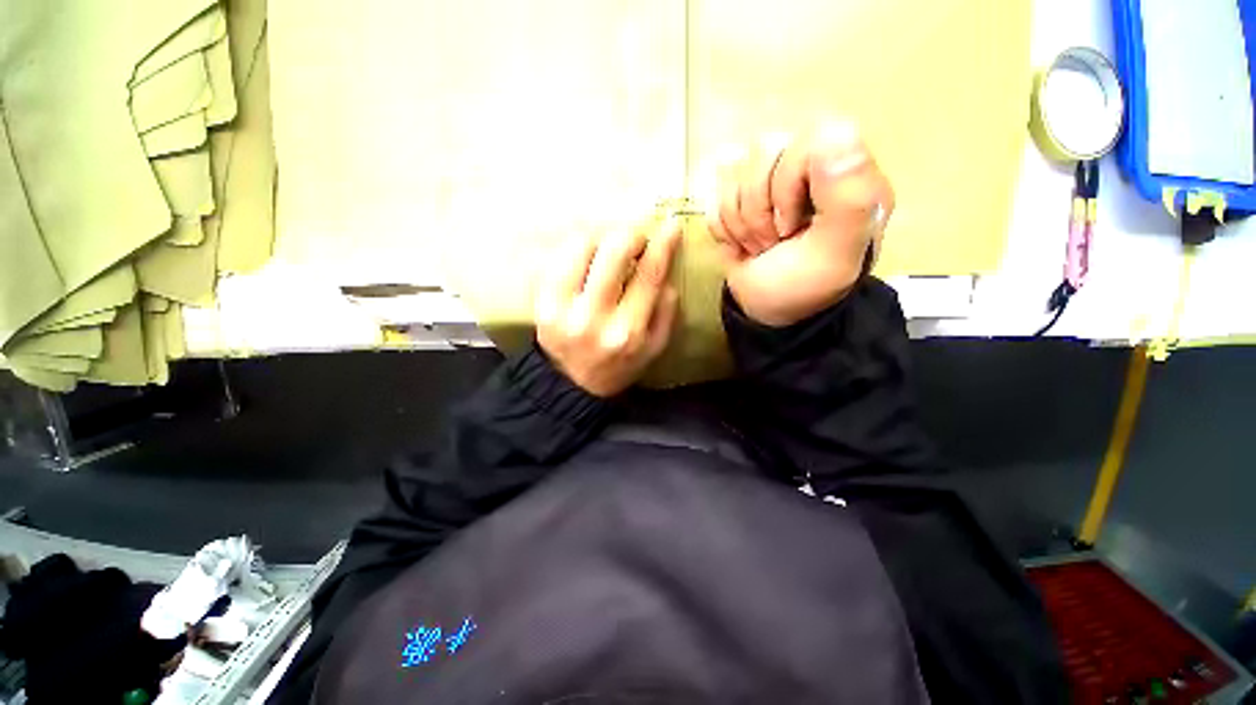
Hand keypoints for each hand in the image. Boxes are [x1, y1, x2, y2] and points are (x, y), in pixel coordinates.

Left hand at [534, 219, 681, 396]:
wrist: (570, 385)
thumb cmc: (618, 366)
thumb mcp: (653, 349)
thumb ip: (666, 313)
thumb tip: (666, 276)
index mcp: (628, 331)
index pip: (649, 276)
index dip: (662, 245)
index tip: (671, 226)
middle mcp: (595, 318)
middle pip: (613, 253)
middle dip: (630, 235)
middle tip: (635, 238)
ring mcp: (563, 309)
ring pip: (580, 247)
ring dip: (600, 237)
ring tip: (608, 247)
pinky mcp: (541, 303)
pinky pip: (558, 258)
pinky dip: (576, 247)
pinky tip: (586, 256)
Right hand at [709, 121, 894, 326]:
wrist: (766, 311)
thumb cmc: (804, 286)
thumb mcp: (835, 254)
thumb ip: (848, 199)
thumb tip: (836, 132)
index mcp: (846, 173)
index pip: (810, 136)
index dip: (789, 180)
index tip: (791, 225)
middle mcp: (808, 166)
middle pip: (765, 150)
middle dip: (759, 210)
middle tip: (774, 241)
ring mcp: (770, 180)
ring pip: (735, 173)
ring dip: (741, 223)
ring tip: (759, 246)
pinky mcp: (740, 197)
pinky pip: (716, 196)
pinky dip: (724, 229)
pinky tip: (741, 245)